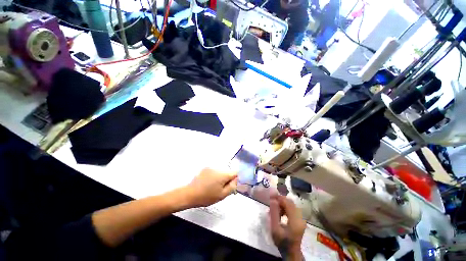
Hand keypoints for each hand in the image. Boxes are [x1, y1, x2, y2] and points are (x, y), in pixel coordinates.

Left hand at [186, 168, 237, 207]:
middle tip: (222, 188)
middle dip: (227, 179)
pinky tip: (209, 183)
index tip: (230, 185)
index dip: (235, 179)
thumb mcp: (222, 195)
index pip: (235, 172)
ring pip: (221, 171)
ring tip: (214, 186)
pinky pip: (214, 171)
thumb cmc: (207, 196)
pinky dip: (214, 176)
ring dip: (221, 177)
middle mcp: (218, 168)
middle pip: (227, 171)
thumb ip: (232, 186)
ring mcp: (211, 167)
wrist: (190, 194)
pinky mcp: (205, 168)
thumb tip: (236, 180)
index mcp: (223, 174)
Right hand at [269, 194, 305, 260]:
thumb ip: (274, 213)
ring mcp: (302, 218)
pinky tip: (281, 213)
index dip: (279, 198)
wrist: (291, 252)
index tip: (270, 197)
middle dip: (280, 200)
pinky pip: (293, 209)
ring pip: (291, 205)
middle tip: (271, 202)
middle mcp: (300, 217)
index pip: (287, 203)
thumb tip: (273, 200)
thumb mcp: (275, 229)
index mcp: (295, 220)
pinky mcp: (301, 219)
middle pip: (290, 202)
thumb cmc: (282, 242)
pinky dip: (286, 208)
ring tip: (275, 209)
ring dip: (283, 204)